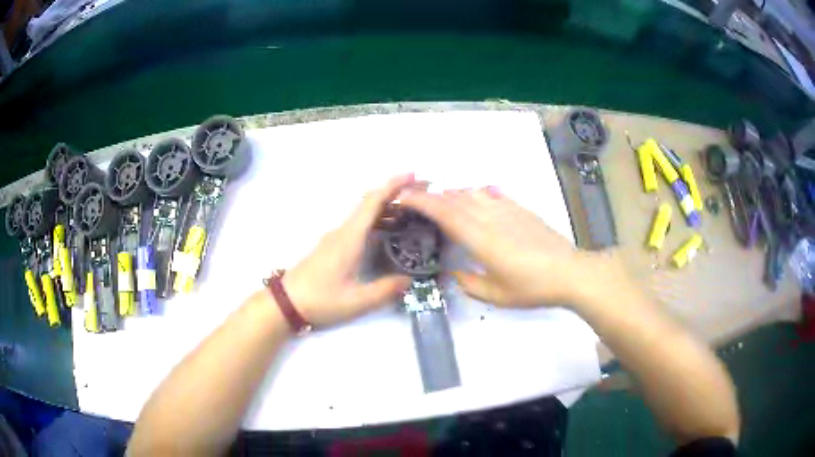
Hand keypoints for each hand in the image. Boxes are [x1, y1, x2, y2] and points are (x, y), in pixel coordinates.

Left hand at [281, 174, 416, 326]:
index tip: (414, 175)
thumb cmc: (320, 300)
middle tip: (423, 193)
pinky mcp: (334, 245)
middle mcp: (343, 231)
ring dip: (388, 207)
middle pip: (370, 202)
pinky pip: (360, 224)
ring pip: (365, 213)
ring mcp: (337, 237)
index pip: (373, 202)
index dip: (394, 185)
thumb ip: (385, 290)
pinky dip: (378, 220)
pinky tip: (390, 232)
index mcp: (349, 238)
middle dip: (396, 193)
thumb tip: (410, 280)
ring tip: (414, 212)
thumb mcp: (356, 301)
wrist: (286, 303)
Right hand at [400, 187, 598, 306]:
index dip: (421, 202)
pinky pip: (493, 194)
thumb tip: (453, 272)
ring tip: (441, 198)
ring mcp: (507, 210)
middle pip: (455, 199)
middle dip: (430, 195)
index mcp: (480, 239)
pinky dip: (478, 192)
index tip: (403, 198)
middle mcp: (490, 218)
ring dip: (452, 193)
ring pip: (472, 194)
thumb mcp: (497, 295)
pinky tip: (475, 194)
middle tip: (413, 197)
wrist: (569, 272)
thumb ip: (469, 283)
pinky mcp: (521, 209)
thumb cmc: (532, 287)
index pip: (445, 213)